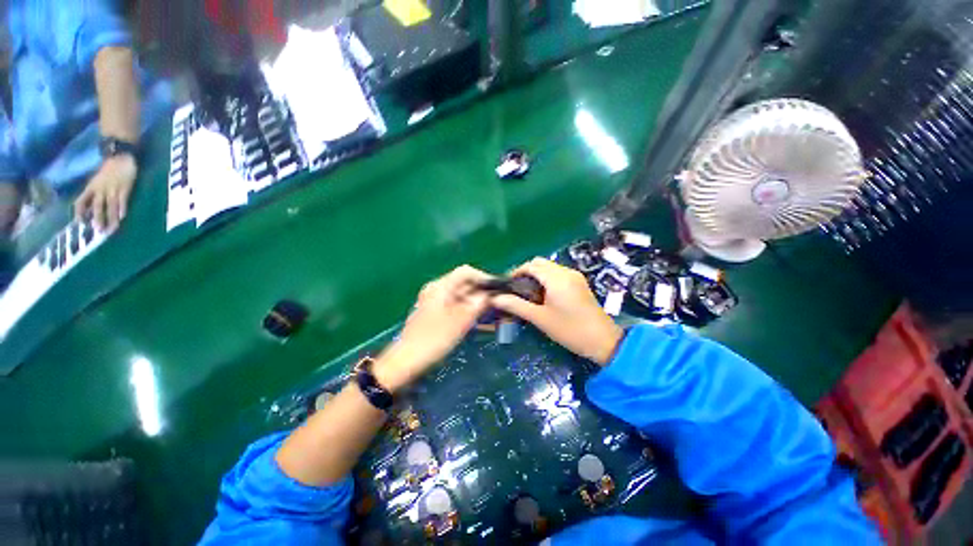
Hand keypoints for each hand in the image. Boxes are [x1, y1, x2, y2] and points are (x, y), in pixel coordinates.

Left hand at [74, 155, 137, 230]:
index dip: (79, 212)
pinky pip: (122, 200)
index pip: (81, 201)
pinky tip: (123, 217)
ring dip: (110, 218)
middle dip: (97, 219)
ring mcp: (113, 189)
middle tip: (98, 231)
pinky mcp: (125, 188)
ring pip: (110, 206)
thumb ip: (95, 190)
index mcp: (92, 187)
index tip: (80, 224)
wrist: (121, 155)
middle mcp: (101, 189)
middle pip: (97, 206)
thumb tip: (92, 206)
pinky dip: (122, 208)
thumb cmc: (109, 168)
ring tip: (111, 229)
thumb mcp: (98, 178)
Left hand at [373, 265, 491, 391]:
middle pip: (464, 284)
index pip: (466, 272)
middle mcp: (437, 289)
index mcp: (441, 286)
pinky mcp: (435, 313)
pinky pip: (456, 307)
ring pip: (461, 297)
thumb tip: (490, 295)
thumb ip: (477, 304)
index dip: (483, 278)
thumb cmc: (434, 338)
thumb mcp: (460, 321)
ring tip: (491, 315)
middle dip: (481, 293)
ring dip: (476, 304)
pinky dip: (468, 312)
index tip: (497, 290)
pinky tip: (479, 323)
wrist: (407, 360)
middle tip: (497, 305)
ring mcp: (435, 301)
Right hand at [491, 258, 623, 364]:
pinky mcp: (580, 283)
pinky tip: (543, 295)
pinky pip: (558, 273)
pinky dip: (547, 279)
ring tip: (528, 294)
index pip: (531, 265)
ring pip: (550, 267)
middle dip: (526, 272)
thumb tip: (496, 299)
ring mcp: (575, 276)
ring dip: (537, 275)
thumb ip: (517, 306)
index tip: (507, 285)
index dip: (516, 272)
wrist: (603, 341)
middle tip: (516, 289)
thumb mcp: (540, 318)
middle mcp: (566, 272)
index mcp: (556, 278)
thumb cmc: (570, 330)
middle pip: (540, 263)